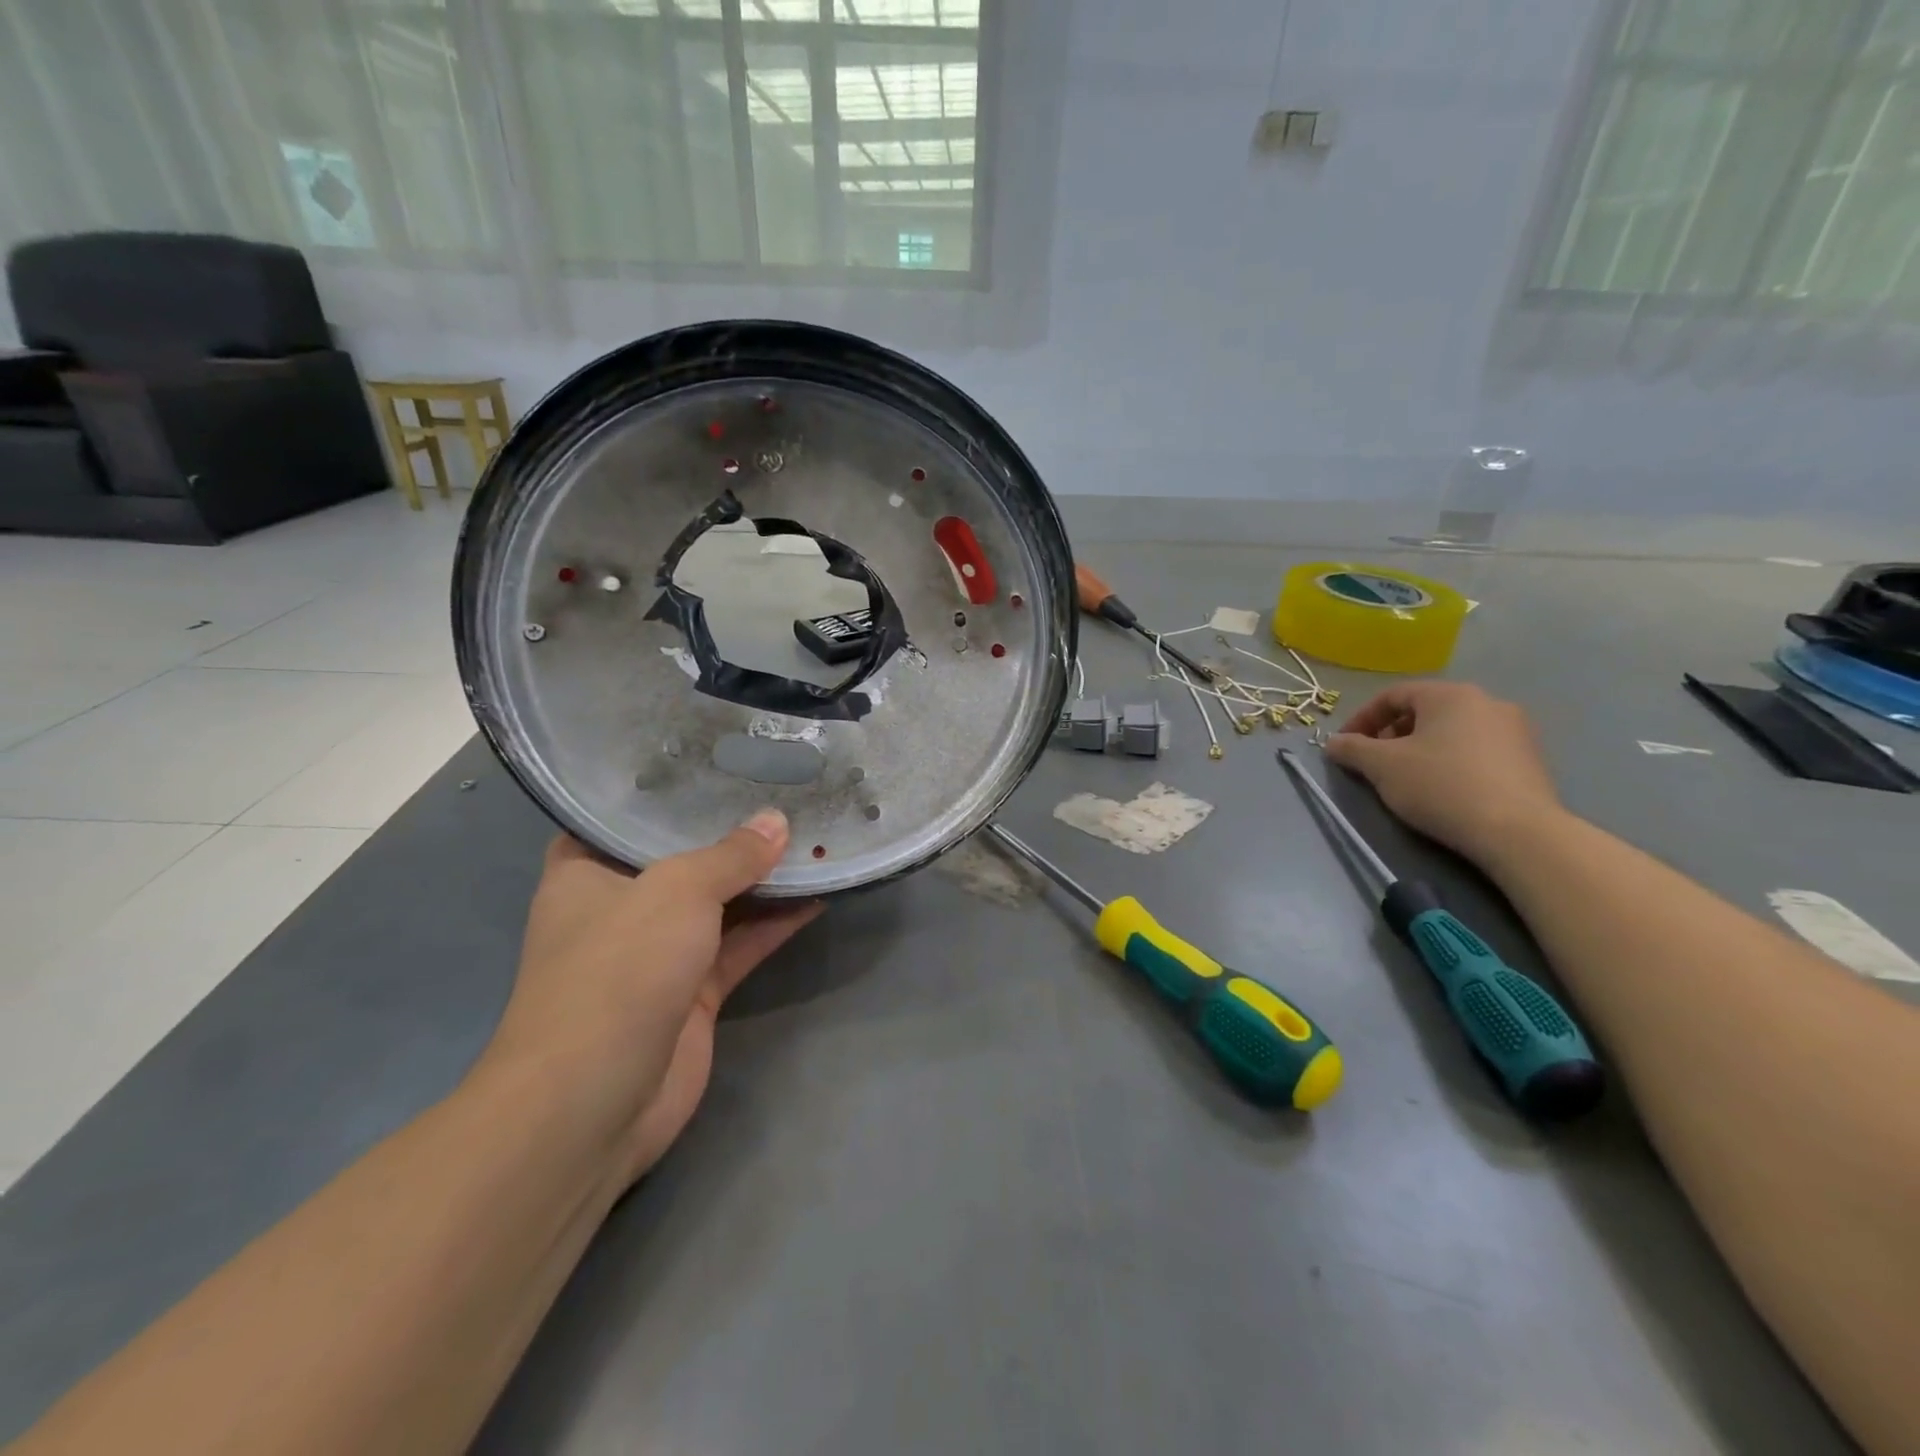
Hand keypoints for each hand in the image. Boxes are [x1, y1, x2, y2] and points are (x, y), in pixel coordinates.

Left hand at [480, 810, 821, 1186]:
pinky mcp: (695, 992)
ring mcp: (658, 952)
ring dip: (763, 878)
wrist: (594, 1102)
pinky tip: (819, 893)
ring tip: (813, 835)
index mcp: (585, 872)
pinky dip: (776, 922)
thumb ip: (731, 855)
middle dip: (730, 831)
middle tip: (784, 790)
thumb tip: (778, 822)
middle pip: (682, 857)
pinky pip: (742, 944)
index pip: (623, 815)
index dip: (669, 789)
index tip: (718, 761)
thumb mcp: (676, 891)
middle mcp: (620, 907)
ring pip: (719, 902)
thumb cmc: (617, 970)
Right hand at [1322, 682, 1562, 862]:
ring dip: (1421, 748)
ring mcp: (1515, 730)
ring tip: (1406, 777)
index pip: (1393, 695)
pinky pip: (1477, 750)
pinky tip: (1442, 789)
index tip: (1345, 746)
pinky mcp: (1530, 759)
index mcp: (1450, 695)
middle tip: (1374, 762)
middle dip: (1391, 734)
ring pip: (1452, 731)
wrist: (1517, 831)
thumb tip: (1334, 743)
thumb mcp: (1382, 766)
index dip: (1362, 718)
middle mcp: (1487, 702)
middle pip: (1425, 711)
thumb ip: (1352, 749)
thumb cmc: (1440, 786)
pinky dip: (1451, 761)